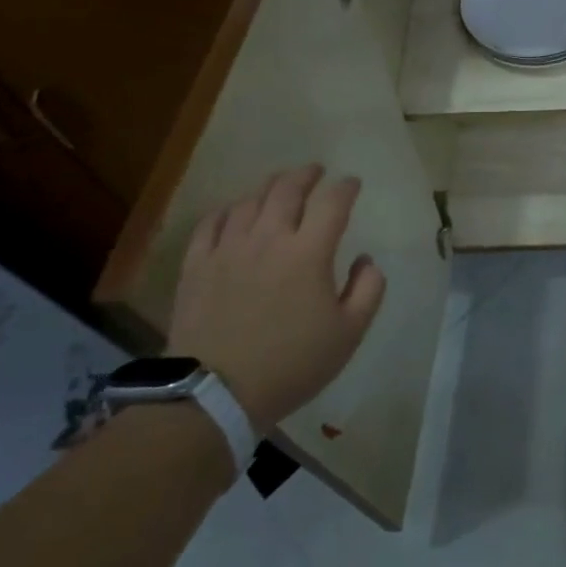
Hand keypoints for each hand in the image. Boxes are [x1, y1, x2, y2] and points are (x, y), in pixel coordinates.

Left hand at [167, 164, 385, 434]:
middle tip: (316, 171)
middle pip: (288, 189)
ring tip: (279, 186)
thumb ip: (368, 289)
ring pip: (250, 201)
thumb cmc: (291, 364)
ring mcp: (228, 249)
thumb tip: (366, 259)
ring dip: (270, 187)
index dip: (346, 187)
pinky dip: (228, 210)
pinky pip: (211, 223)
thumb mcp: (349, 333)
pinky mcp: (197, 265)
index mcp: (309, 252)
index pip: (332, 202)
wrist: (215, 395)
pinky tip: (234, 212)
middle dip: (306, 174)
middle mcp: (269, 238)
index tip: (352, 184)